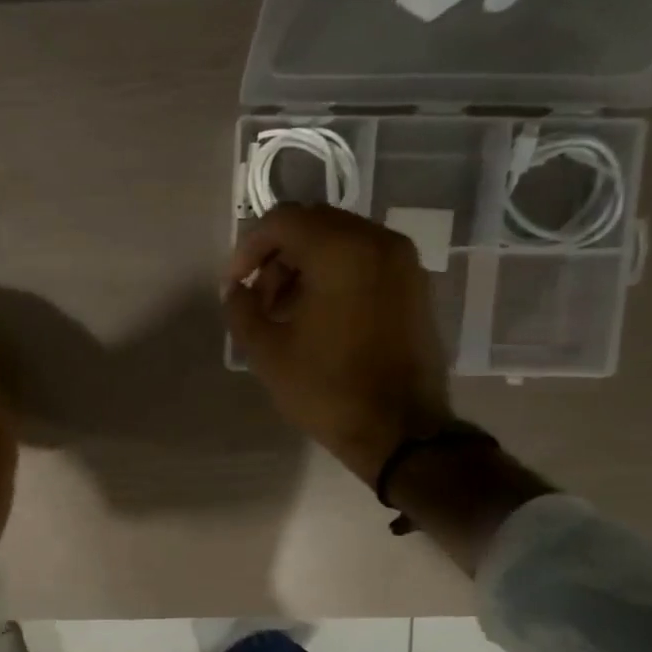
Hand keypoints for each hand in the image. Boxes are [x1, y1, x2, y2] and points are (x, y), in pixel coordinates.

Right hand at [223, 204, 453, 485]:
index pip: (283, 221)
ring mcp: (404, 263)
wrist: (400, 431)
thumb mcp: (267, 352)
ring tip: (286, 313)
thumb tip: (236, 289)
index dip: (249, 248)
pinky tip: (319, 317)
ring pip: (341, 241)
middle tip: (260, 300)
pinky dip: (336, 275)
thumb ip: (241, 309)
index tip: (235, 284)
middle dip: (277, 256)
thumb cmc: (327, 389)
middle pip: (314, 225)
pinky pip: (366, 262)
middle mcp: (378, 242)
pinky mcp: (415, 286)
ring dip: (305, 266)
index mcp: (341, 250)